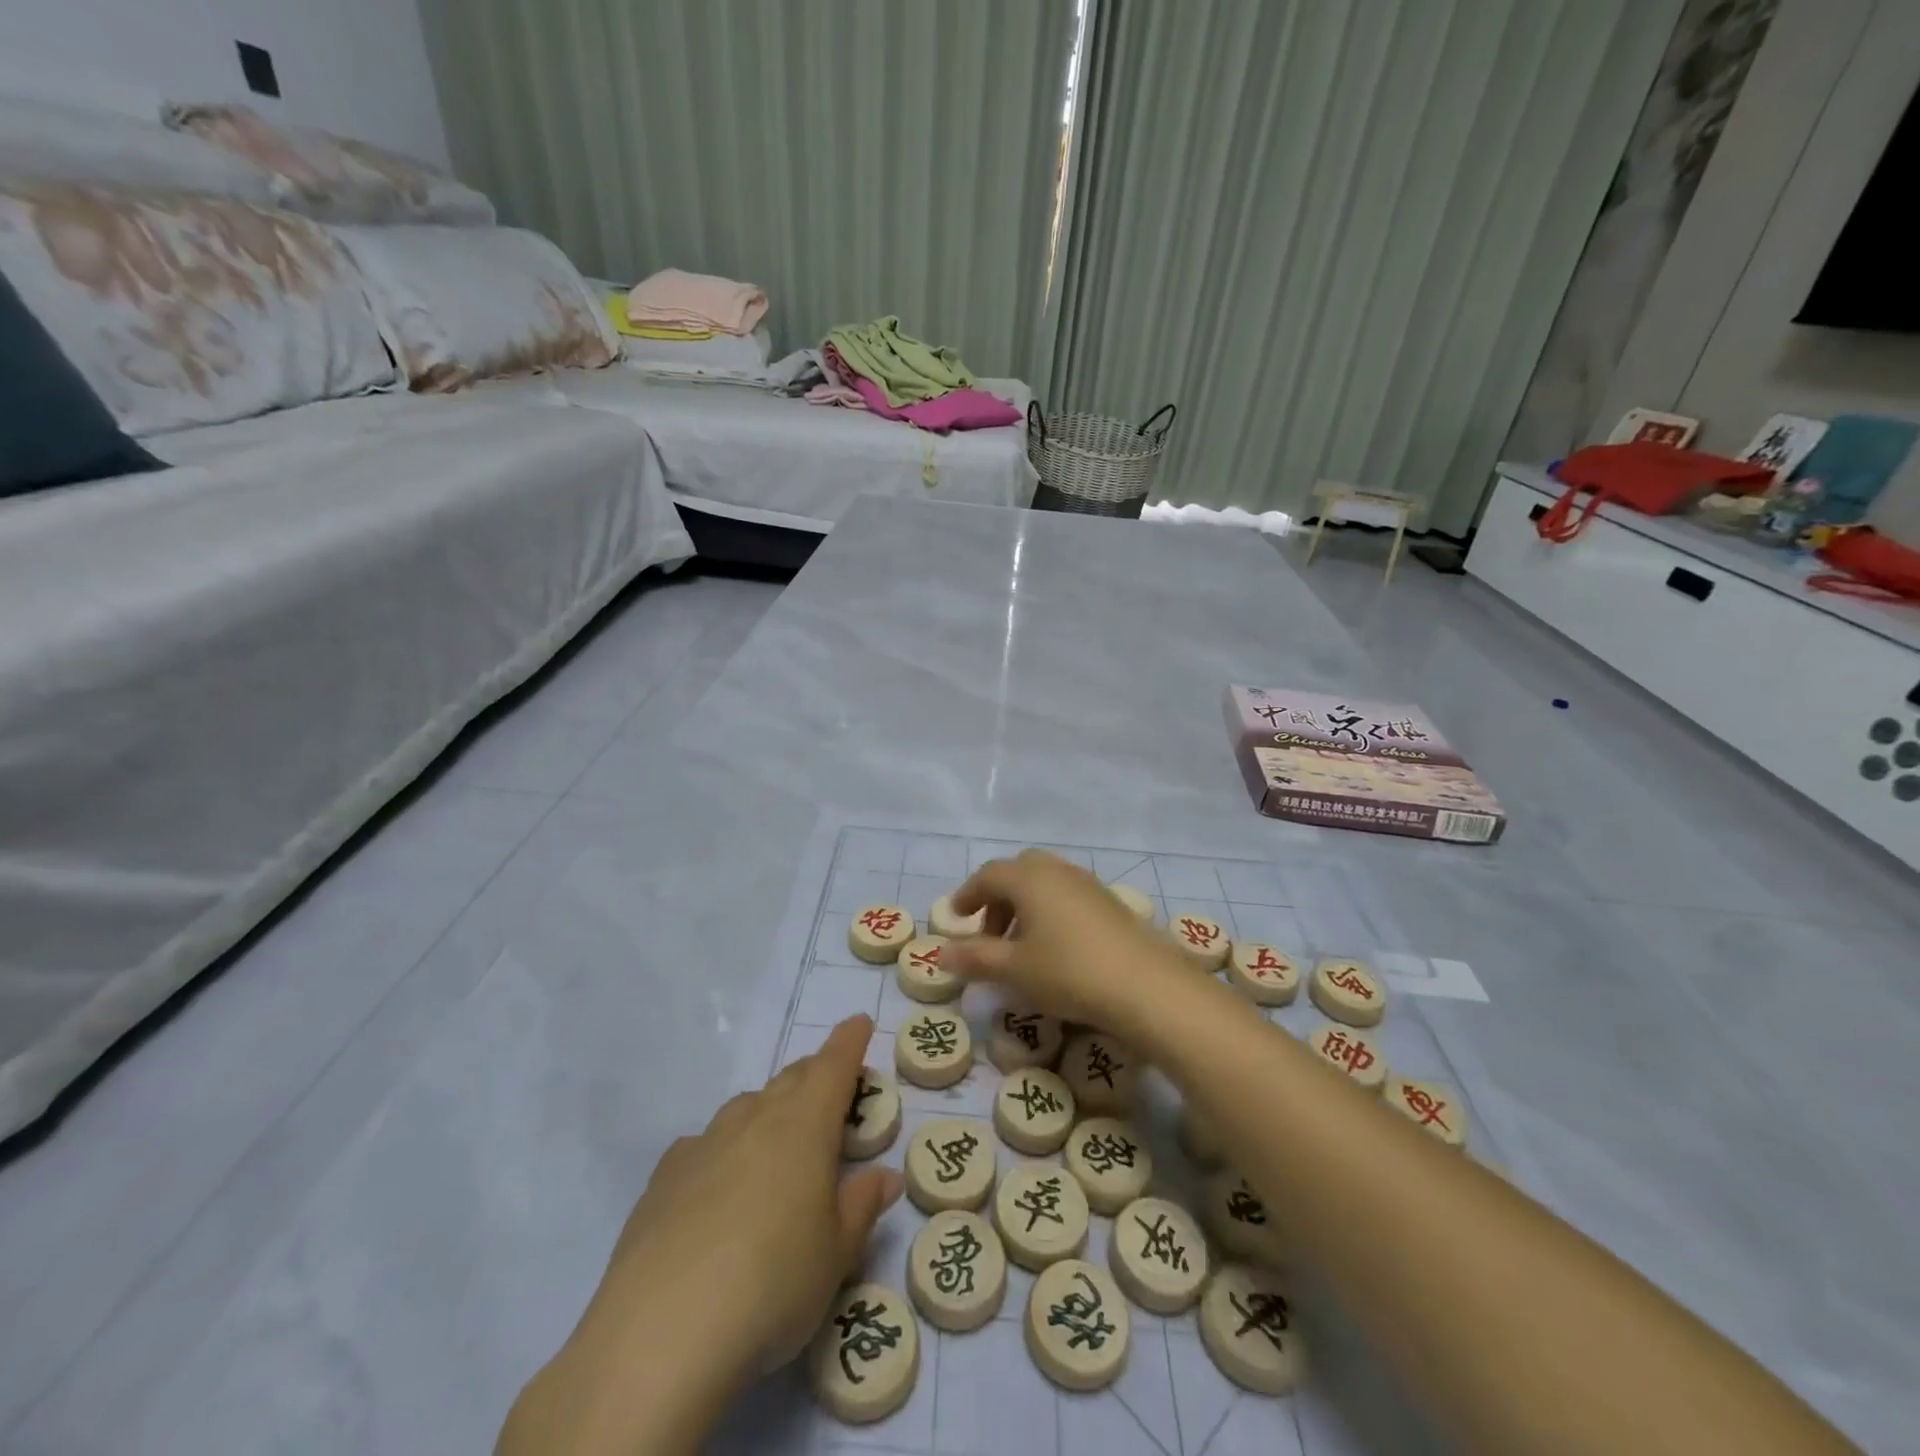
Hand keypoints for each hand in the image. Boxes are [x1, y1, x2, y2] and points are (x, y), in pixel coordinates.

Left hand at [499, 1014, 901, 1454]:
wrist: (661, 1335)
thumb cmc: (773, 1284)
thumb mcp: (837, 1255)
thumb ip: (862, 1206)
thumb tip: (885, 1176)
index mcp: (804, 1125)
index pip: (833, 1066)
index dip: (849, 1041)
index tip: (859, 1023)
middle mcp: (754, 1119)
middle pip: (791, 1079)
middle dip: (815, 1076)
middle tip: (831, 1094)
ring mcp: (705, 1143)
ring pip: (747, 1107)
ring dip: (770, 1111)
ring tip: (779, 1146)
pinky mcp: (664, 1177)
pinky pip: (705, 1144)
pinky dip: (724, 1149)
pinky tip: (719, 1186)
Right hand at [944, 850, 1188, 1029]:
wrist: (1147, 986)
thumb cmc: (1069, 971)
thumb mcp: (1015, 969)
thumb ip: (976, 957)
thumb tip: (942, 952)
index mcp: (1030, 878)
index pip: (989, 875)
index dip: (968, 894)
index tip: (956, 917)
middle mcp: (1059, 871)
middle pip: (1019, 872)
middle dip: (999, 899)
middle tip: (990, 933)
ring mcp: (1089, 885)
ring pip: (1046, 884)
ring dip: (1026, 908)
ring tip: (1021, 947)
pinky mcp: (1111, 904)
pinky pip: (1069, 897)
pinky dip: (1051, 914)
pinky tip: (1056, 950)